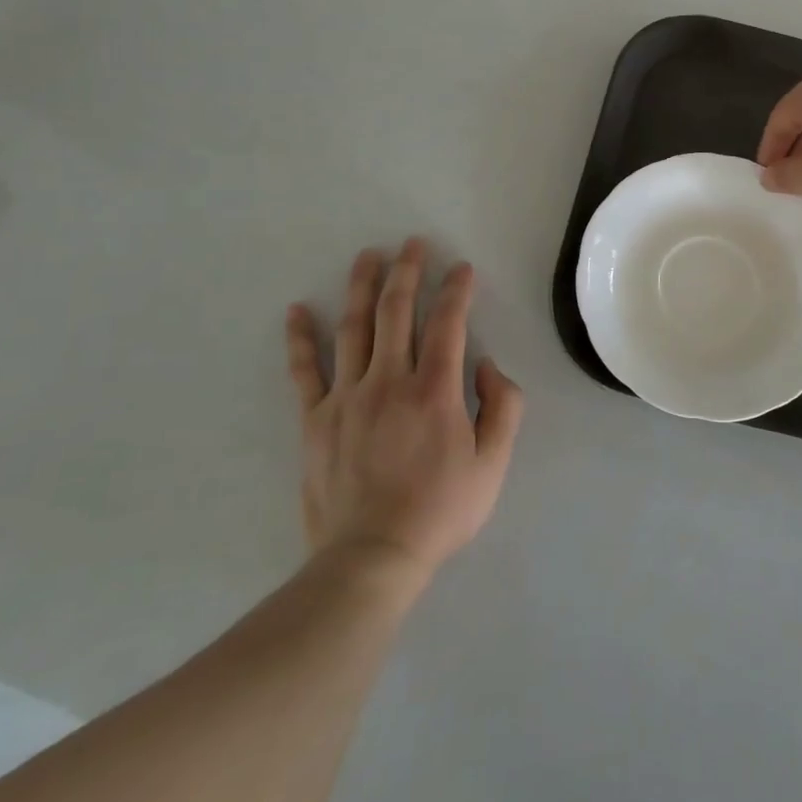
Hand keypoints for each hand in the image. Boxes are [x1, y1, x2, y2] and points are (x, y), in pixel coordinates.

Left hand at [285, 239, 522, 579]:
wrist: (371, 558)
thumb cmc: (440, 511)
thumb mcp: (493, 464)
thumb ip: (503, 407)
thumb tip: (485, 365)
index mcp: (435, 390)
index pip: (447, 323)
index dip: (456, 290)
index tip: (461, 268)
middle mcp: (389, 381)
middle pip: (396, 312)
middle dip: (407, 272)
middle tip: (412, 243)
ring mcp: (347, 397)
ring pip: (354, 328)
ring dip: (361, 287)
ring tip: (367, 256)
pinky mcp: (316, 419)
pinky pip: (305, 371)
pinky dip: (301, 338)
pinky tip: (298, 310)